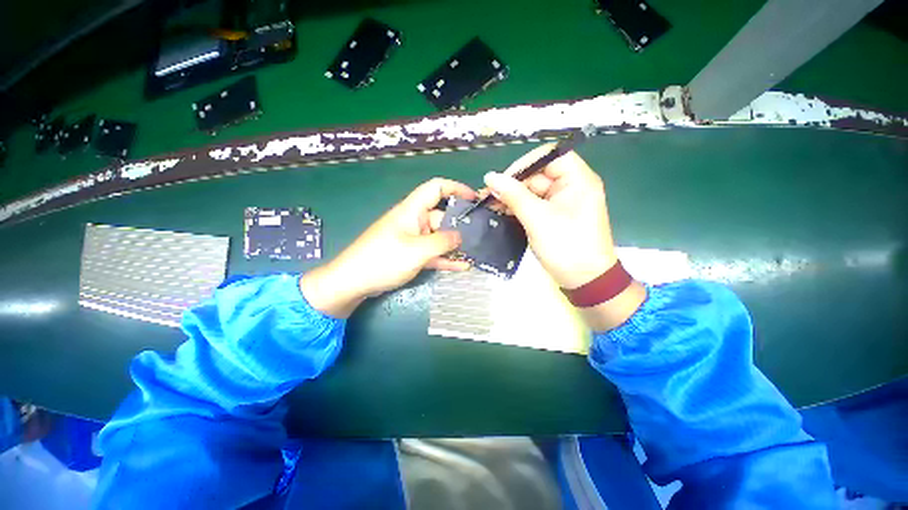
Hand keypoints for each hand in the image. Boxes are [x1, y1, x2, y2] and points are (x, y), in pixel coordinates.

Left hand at [300, 178, 476, 317]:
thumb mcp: (417, 250)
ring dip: (454, 244)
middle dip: (460, 224)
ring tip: (475, 252)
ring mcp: (412, 239)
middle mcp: (413, 221)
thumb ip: (442, 242)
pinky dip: (445, 258)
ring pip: (438, 237)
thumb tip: (460, 237)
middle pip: (441, 216)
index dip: (456, 188)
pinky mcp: (410, 254)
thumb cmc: (383, 260)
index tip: (474, 198)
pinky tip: (462, 266)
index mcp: (412, 211)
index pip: (436, 188)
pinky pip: (432, 253)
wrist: (353, 282)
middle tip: (481, 235)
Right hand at [484, 145, 645, 330]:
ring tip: (491, 205)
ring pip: (532, 191)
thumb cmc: (566, 246)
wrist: (584, 281)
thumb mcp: (537, 218)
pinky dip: (518, 208)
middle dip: (513, 184)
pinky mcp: (554, 216)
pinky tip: (502, 212)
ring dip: (512, 197)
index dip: (525, 164)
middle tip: (489, 196)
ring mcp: (562, 203)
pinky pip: (533, 205)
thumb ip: (514, 195)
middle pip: (538, 175)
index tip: (504, 179)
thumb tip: (491, 177)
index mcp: (577, 180)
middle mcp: (571, 187)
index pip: (549, 156)